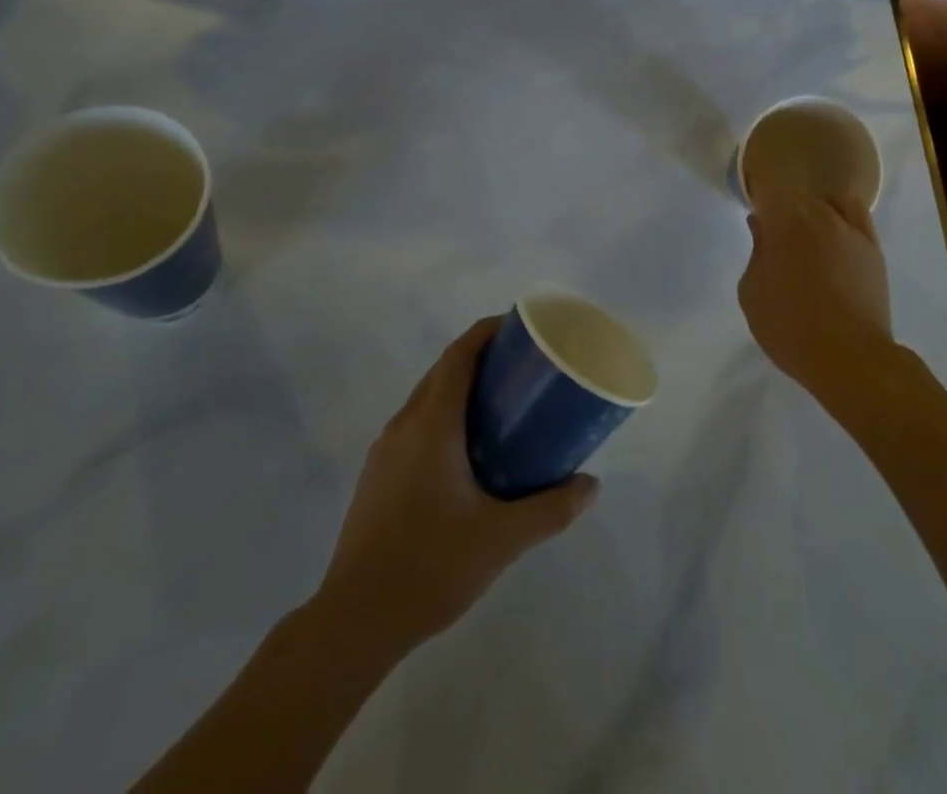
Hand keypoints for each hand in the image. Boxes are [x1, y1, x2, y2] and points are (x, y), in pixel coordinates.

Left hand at [319, 318, 598, 658]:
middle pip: (443, 370)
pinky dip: (443, 415)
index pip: (459, 355)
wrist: (355, 621)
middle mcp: (404, 425)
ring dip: (460, 386)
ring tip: (501, 403)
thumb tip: (591, 486)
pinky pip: (415, 424)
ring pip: (426, 397)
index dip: (487, 331)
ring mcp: (385, 451)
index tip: (520, 326)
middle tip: (522, 365)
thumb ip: (551, 509)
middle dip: (480, 356)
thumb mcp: (502, 539)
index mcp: (432, 424)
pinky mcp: (377, 475)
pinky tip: (467, 450)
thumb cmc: (431, 566)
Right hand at [738, 192, 893, 387]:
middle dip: (783, 212)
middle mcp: (818, 215)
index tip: (755, 222)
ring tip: (806, 240)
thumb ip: (756, 251)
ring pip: (825, 204)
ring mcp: (850, 228)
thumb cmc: (790, 327)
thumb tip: (760, 225)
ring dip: (811, 215)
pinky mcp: (872, 246)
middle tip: (776, 241)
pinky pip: (855, 213)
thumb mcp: (752, 293)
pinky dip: (842, 215)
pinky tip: (835, 233)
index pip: (768, 191)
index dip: (759, 202)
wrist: (849, 357)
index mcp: (784, 223)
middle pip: (796, 197)